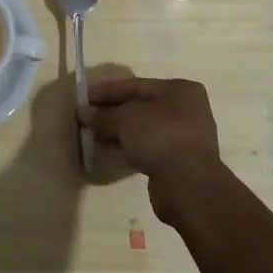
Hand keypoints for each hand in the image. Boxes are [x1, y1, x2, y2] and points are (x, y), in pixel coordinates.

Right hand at [78, 75, 228, 226]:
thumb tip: (83, 112)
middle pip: (140, 107)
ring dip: (118, 132)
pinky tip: (108, 151)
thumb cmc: (160, 137)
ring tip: (91, 136)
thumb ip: (103, 115)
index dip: (106, 91)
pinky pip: (148, 148)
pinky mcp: (179, 163)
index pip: (135, 85)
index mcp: (180, 90)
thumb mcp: (125, 119)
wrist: (189, 186)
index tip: (83, 97)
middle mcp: (186, 110)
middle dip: (111, 113)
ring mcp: (185, 138)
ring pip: (143, 129)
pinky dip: (129, 148)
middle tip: (85, 118)